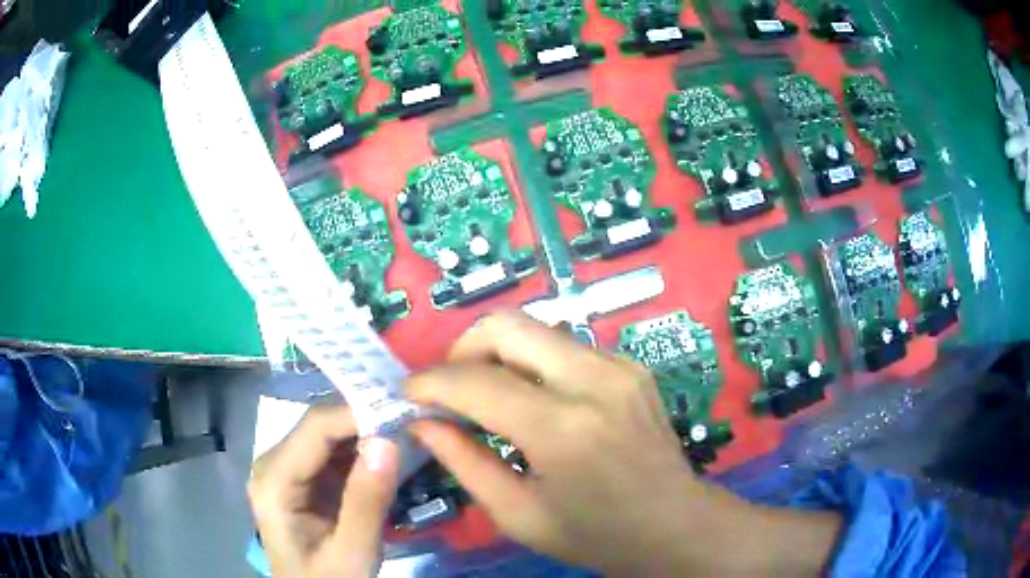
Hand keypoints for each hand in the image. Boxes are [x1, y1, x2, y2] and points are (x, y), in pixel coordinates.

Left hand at [248, 405, 398, 577]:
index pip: (315, 428)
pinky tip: (390, 450)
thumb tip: (388, 440)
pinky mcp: (304, 479)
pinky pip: (334, 453)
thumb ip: (366, 502)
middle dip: (365, 419)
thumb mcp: (352, 552)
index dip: (358, 412)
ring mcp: (288, 469)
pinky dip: (363, 449)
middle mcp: (274, 464)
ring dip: (367, 431)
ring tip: (408, 427)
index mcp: (274, 480)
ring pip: (329, 435)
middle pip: (320, 426)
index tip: (405, 410)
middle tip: (413, 417)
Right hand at [408, 311, 841, 576]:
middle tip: (449, 390)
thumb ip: (463, 462)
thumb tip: (422, 422)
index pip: (476, 381)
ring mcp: (619, 366)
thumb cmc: (596, 535)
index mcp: (564, 429)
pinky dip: (533, 362)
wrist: (675, 525)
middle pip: (507, 325)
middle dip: (463, 349)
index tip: (407, 394)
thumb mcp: (518, 515)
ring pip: (536, 329)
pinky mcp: (631, 365)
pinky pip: (564, 346)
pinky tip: (532, 399)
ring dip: (498, 353)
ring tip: (485, 395)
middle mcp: (594, 381)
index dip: (430, 382)